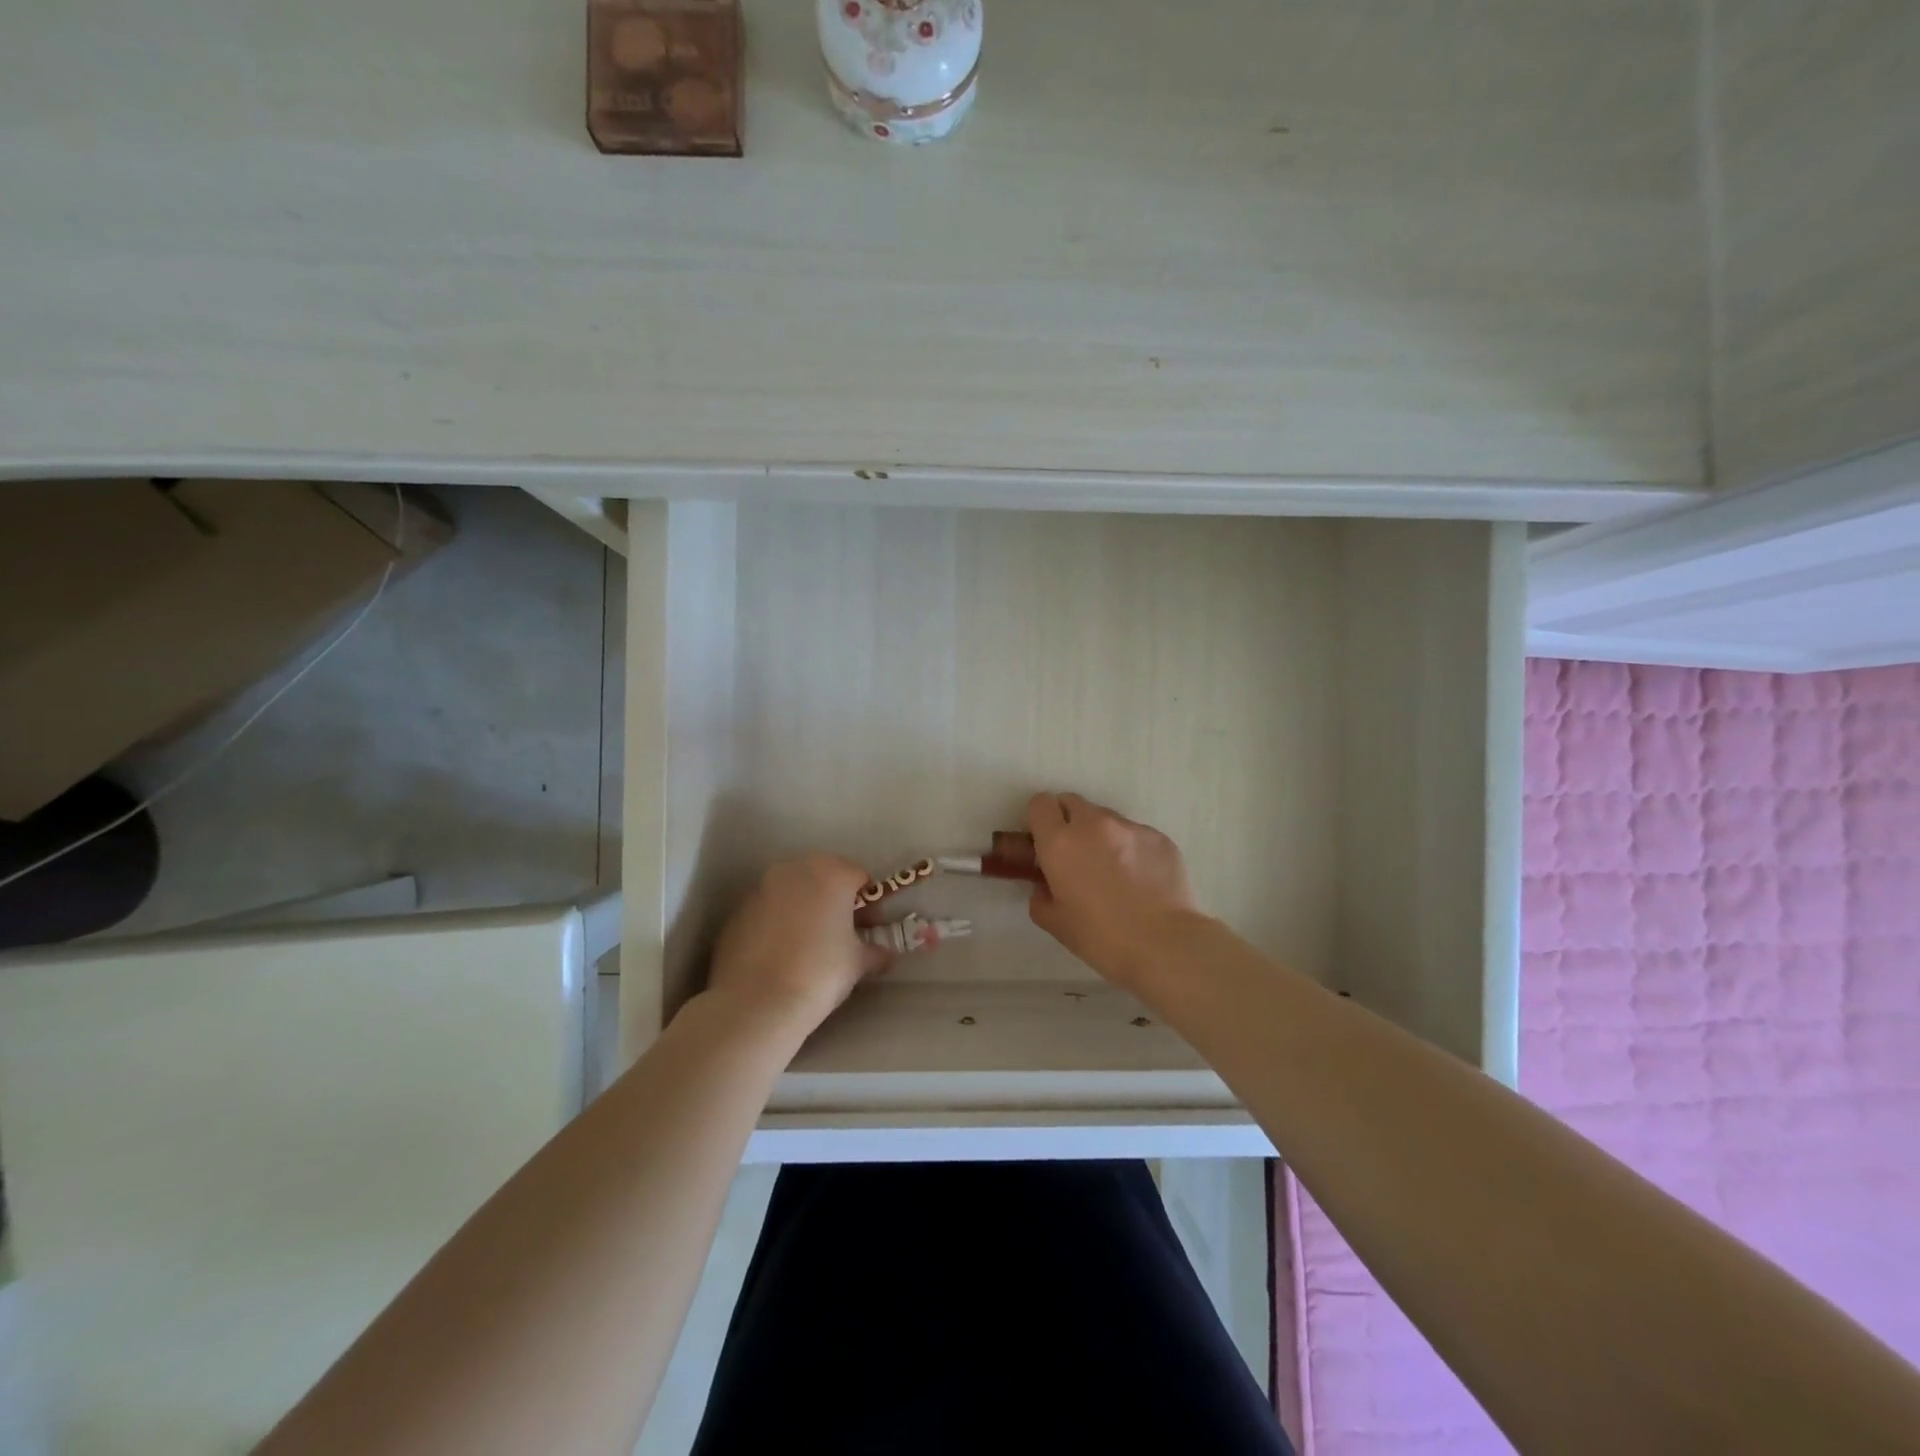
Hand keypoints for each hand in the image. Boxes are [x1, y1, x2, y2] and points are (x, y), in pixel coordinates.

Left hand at [707, 854, 889, 1033]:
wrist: (757, 1003)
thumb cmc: (820, 973)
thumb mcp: (858, 963)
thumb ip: (875, 951)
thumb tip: (885, 954)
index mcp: (831, 873)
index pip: (859, 877)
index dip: (868, 904)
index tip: (868, 929)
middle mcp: (793, 871)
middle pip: (823, 877)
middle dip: (833, 900)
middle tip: (839, 934)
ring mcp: (760, 889)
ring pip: (791, 892)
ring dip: (802, 909)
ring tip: (806, 946)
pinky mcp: (736, 912)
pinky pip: (766, 911)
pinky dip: (775, 924)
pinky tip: (778, 955)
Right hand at [1025, 792, 1204, 988]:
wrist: (1166, 945)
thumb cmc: (1102, 938)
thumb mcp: (1056, 924)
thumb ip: (1041, 898)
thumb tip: (1046, 886)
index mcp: (1060, 843)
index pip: (1040, 804)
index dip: (1040, 821)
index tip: (1044, 842)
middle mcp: (1093, 824)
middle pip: (1072, 802)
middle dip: (1068, 822)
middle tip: (1076, 855)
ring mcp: (1129, 827)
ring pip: (1105, 817)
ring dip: (1101, 835)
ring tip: (1114, 870)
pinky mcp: (1159, 836)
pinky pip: (1135, 834)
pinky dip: (1131, 848)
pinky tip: (1141, 879)